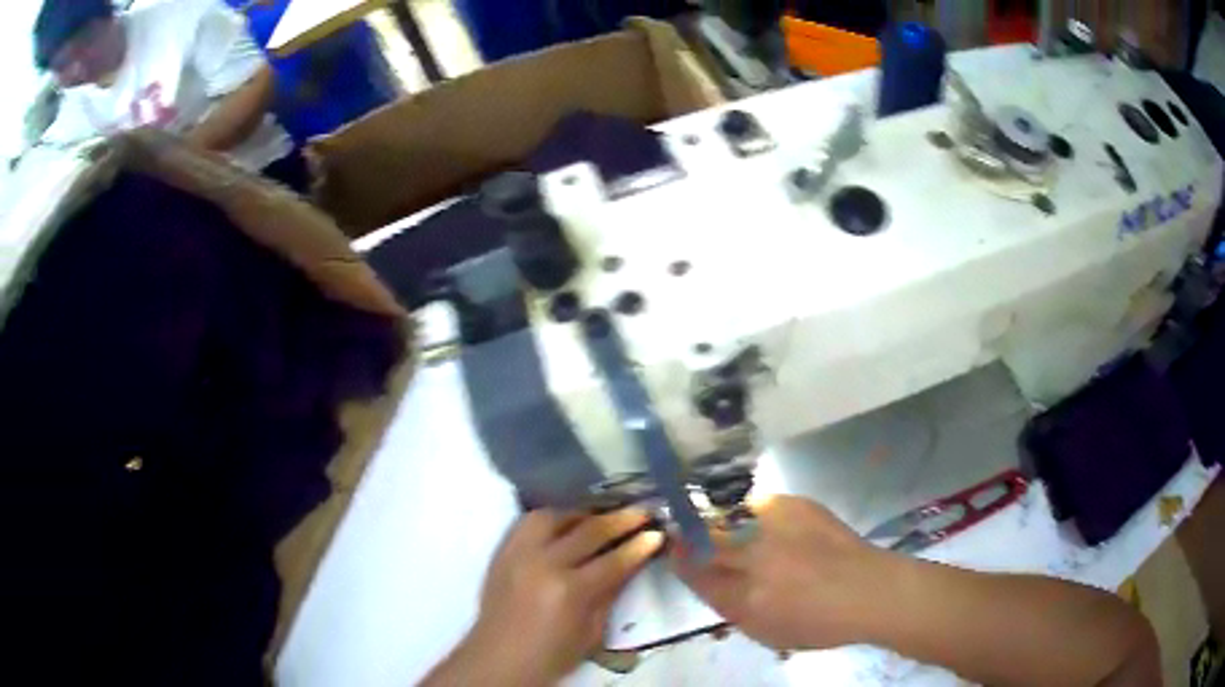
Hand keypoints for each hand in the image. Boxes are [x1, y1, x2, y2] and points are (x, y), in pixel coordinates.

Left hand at [425, 509, 662, 685]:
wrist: (500, 659)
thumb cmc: (552, 655)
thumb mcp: (592, 631)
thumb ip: (610, 592)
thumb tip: (631, 562)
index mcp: (570, 591)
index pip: (614, 560)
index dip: (640, 545)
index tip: (658, 532)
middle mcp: (544, 563)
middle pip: (588, 530)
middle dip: (621, 519)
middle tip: (642, 511)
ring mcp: (519, 553)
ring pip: (554, 516)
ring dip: (582, 513)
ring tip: (602, 515)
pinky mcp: (502, 551)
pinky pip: (528, 521)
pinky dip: (552, 518)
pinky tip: (566, 522)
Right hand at [671, 495, 895, 650]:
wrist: (869, 591)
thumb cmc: (819, 624)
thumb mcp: (766, 632)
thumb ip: (731, 608)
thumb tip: (708, 581)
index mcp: (744, 599)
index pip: (696, 574)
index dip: (681, 560)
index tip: (674, 551)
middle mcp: (755, 561)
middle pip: (707, 541)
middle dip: (691, 537)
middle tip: (688, 533)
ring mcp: (777, 529)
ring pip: (733, 519)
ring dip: (728, 526)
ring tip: (743, 534)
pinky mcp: (797, 505)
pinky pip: (764, 506)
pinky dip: (762, 517)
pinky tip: (778, 529)